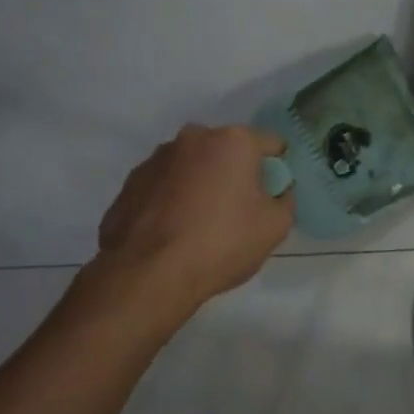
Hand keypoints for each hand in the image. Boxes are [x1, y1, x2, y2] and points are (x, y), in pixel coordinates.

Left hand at [94, 124, 293, 306]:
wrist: (150, 275)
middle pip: (227, 151)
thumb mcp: (276, 226)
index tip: (273, 194)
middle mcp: (192, 139)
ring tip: (200, 224)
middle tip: (238, 210)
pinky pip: (164, 186)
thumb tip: (276, 192)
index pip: (270, 144)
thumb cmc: (222, 243)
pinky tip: (174, 232)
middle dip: (235, 173)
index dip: (277, 168)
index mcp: (232, 141)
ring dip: (201, 184)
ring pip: (192, 166)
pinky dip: (172, 200)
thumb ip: (284, 199)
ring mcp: (155, 159)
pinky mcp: (129, 184)